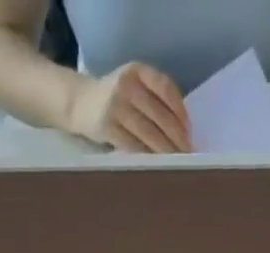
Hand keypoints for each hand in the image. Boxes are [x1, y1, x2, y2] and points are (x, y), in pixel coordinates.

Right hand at [71, 62, 190, 152]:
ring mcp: (116, 105)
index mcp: (137, 70)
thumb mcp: (132, 85)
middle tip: (188, 154)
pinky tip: (157, 165)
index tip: (189, 131)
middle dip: (176, 137)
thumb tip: (181, 128)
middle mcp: (128, 85)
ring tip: (177, 163)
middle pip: (159, 114)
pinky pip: (133, 145)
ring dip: (165, 150)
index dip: (180, 111)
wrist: (79, 103)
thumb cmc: (113, 99)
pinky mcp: (108, 127)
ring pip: (148, 132)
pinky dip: (148, 156)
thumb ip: (153, 97)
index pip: (166, 88)